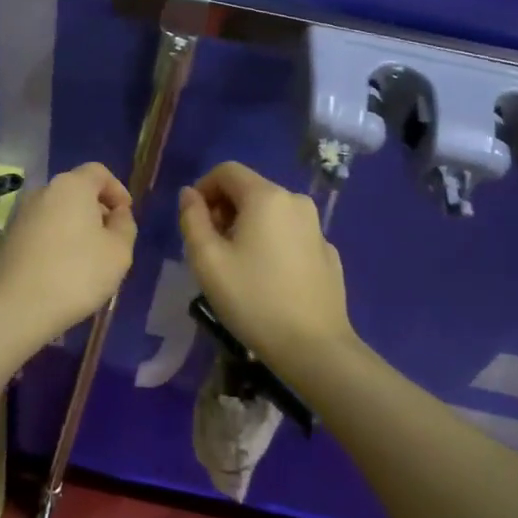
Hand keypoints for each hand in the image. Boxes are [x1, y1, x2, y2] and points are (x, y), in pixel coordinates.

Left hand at [0, 162, 136, 342]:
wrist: (14, 308)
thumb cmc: (76, 275)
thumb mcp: (119, 252)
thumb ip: (124, 226)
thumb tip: (116, 214)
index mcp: (71, 186)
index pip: (98, 172)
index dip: (117, 190)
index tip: (125, 216)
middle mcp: (41, 192)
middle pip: (75, 192)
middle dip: (95, 211)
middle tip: (108, 241)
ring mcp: (17, 216)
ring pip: (54, 214)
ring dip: (72, 229)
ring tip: (84, 261)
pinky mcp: (3, 240)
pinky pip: (37, 234)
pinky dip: (52, 244)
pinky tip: (57, 273)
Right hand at [179, 162, 353, 363]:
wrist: (314, 347)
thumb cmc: (253, 299)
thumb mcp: (207, 260)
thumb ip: (192, 219)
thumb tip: (189, 194)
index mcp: (266, 197)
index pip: (226, 171)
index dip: (203, 189)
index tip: (193, 222)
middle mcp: (295, 201)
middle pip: (249, 189)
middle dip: (224, 209)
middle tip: (210, 248)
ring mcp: (316, 227)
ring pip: (271, 212)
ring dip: (247, 226)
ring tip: (236, 265)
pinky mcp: (327, 252)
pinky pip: (289, 234)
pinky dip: (271, 243)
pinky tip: (267, 279)